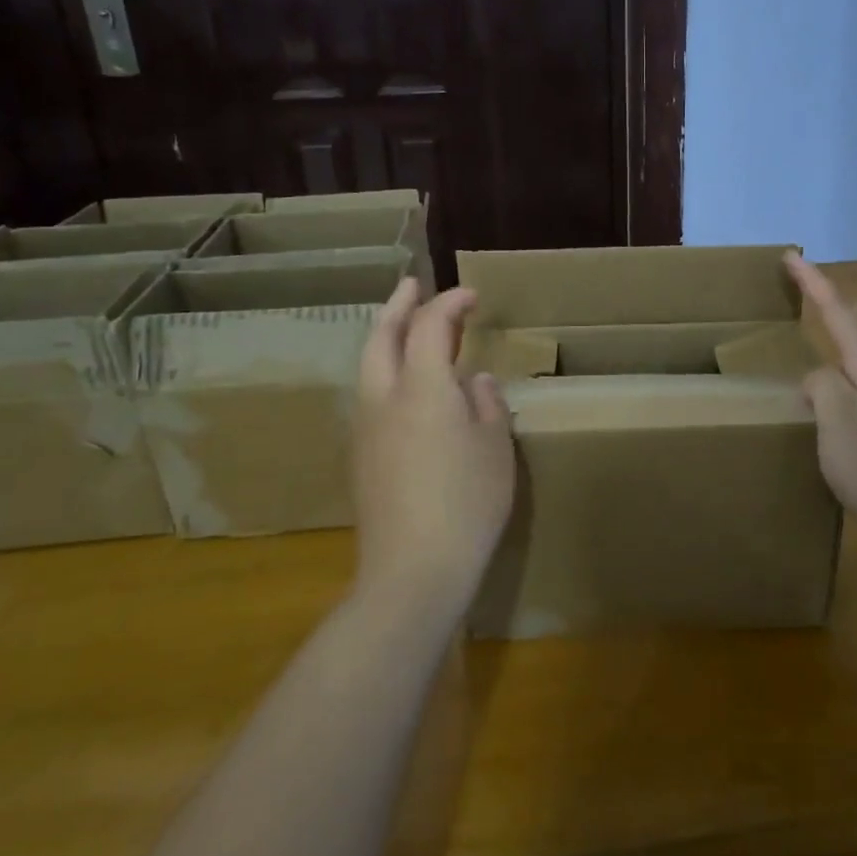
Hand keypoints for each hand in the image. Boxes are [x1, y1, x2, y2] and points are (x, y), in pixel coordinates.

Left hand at [351, 279, 514, 620]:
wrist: (413, 569)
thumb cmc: (468, 502)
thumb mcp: (495, 448)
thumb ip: (486, 404)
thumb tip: (474, 381)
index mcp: (423, 387)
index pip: (430, 326)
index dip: (449, 304)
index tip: (472, 296)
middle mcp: (385, 398)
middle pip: (381, 337)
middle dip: (397, 306)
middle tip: (412, 286)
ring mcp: (366, 428)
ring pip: (369, 366)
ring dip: (386, 337)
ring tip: (406, 327)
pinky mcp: (361, 456)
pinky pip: (370, 394)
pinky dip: (385, 370)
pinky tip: (405, 386)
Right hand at [785, 251, 856, 564]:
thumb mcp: (838, 421)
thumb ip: (822, 385)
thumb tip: (817, 377)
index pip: (839, 313)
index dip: (814, 283)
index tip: (791, 255)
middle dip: (834, 299)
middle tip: (809, 284)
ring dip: (848, 326)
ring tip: (830, 320)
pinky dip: (850, 360)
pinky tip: (844, 382)